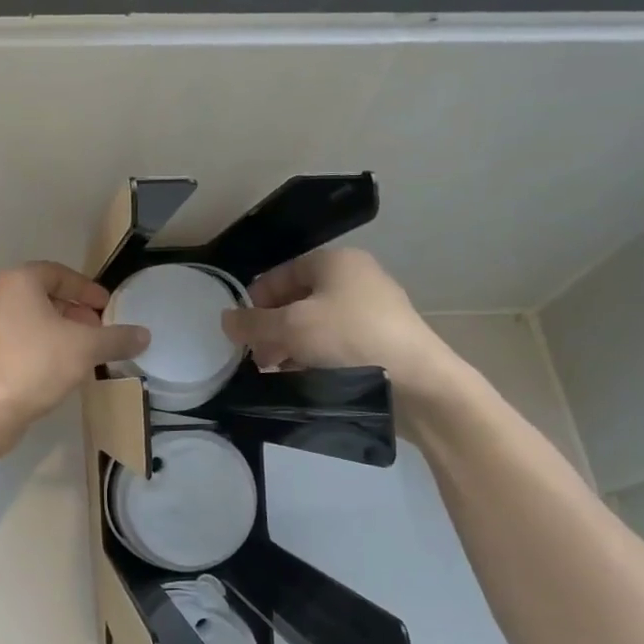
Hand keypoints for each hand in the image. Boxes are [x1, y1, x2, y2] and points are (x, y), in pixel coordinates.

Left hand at [0, 262, 149, 439]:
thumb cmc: (37, 363)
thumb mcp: (86, 348)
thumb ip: (116, 338)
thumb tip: (144, 335)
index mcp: (17, 282)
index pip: (59, 274)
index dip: (87, 290)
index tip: (106, 308)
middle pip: (42, 296)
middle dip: (74, 312)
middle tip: (97, 331)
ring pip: (29, 320)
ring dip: (58, 332)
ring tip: (81, 353)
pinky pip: (16, 341)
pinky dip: (39, 347)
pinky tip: (57, 370)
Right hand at [221, 249, 466, 419]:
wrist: (418, 382)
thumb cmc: (349, 339)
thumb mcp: (291, 328)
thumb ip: (252, 323)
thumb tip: (225, 320)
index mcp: (335, 262)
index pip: (280, 274)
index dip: (255, 301)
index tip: (241, 332)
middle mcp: (355, 278)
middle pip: (296, 300)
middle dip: (271, 329)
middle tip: (256, 358)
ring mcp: (372, 309)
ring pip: (314, 325)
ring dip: (290, 347)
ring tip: (276, 374)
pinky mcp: (381, 340)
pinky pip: (335, 343)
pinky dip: (314, 357)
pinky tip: (303, 380)